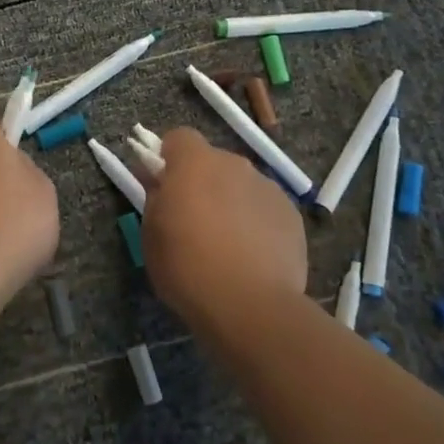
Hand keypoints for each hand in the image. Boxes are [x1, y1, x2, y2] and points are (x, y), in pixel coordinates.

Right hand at [142, 128, 307, 330]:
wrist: (250, 305)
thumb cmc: (187, 267)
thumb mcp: (151, 234)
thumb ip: (154, 198)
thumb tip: (157, 180)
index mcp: (195, 163)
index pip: (179, 137)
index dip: (169, 158)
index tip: (164, 185)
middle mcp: (235, 164)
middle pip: (213, 162)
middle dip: (202, 182)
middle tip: (193, 220)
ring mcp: (268, 187)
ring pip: (242, 185)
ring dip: (231, 202)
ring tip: (227, 245)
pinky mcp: (292, 215)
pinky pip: (265, 209)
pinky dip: (257, 223)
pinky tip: (253, 257)